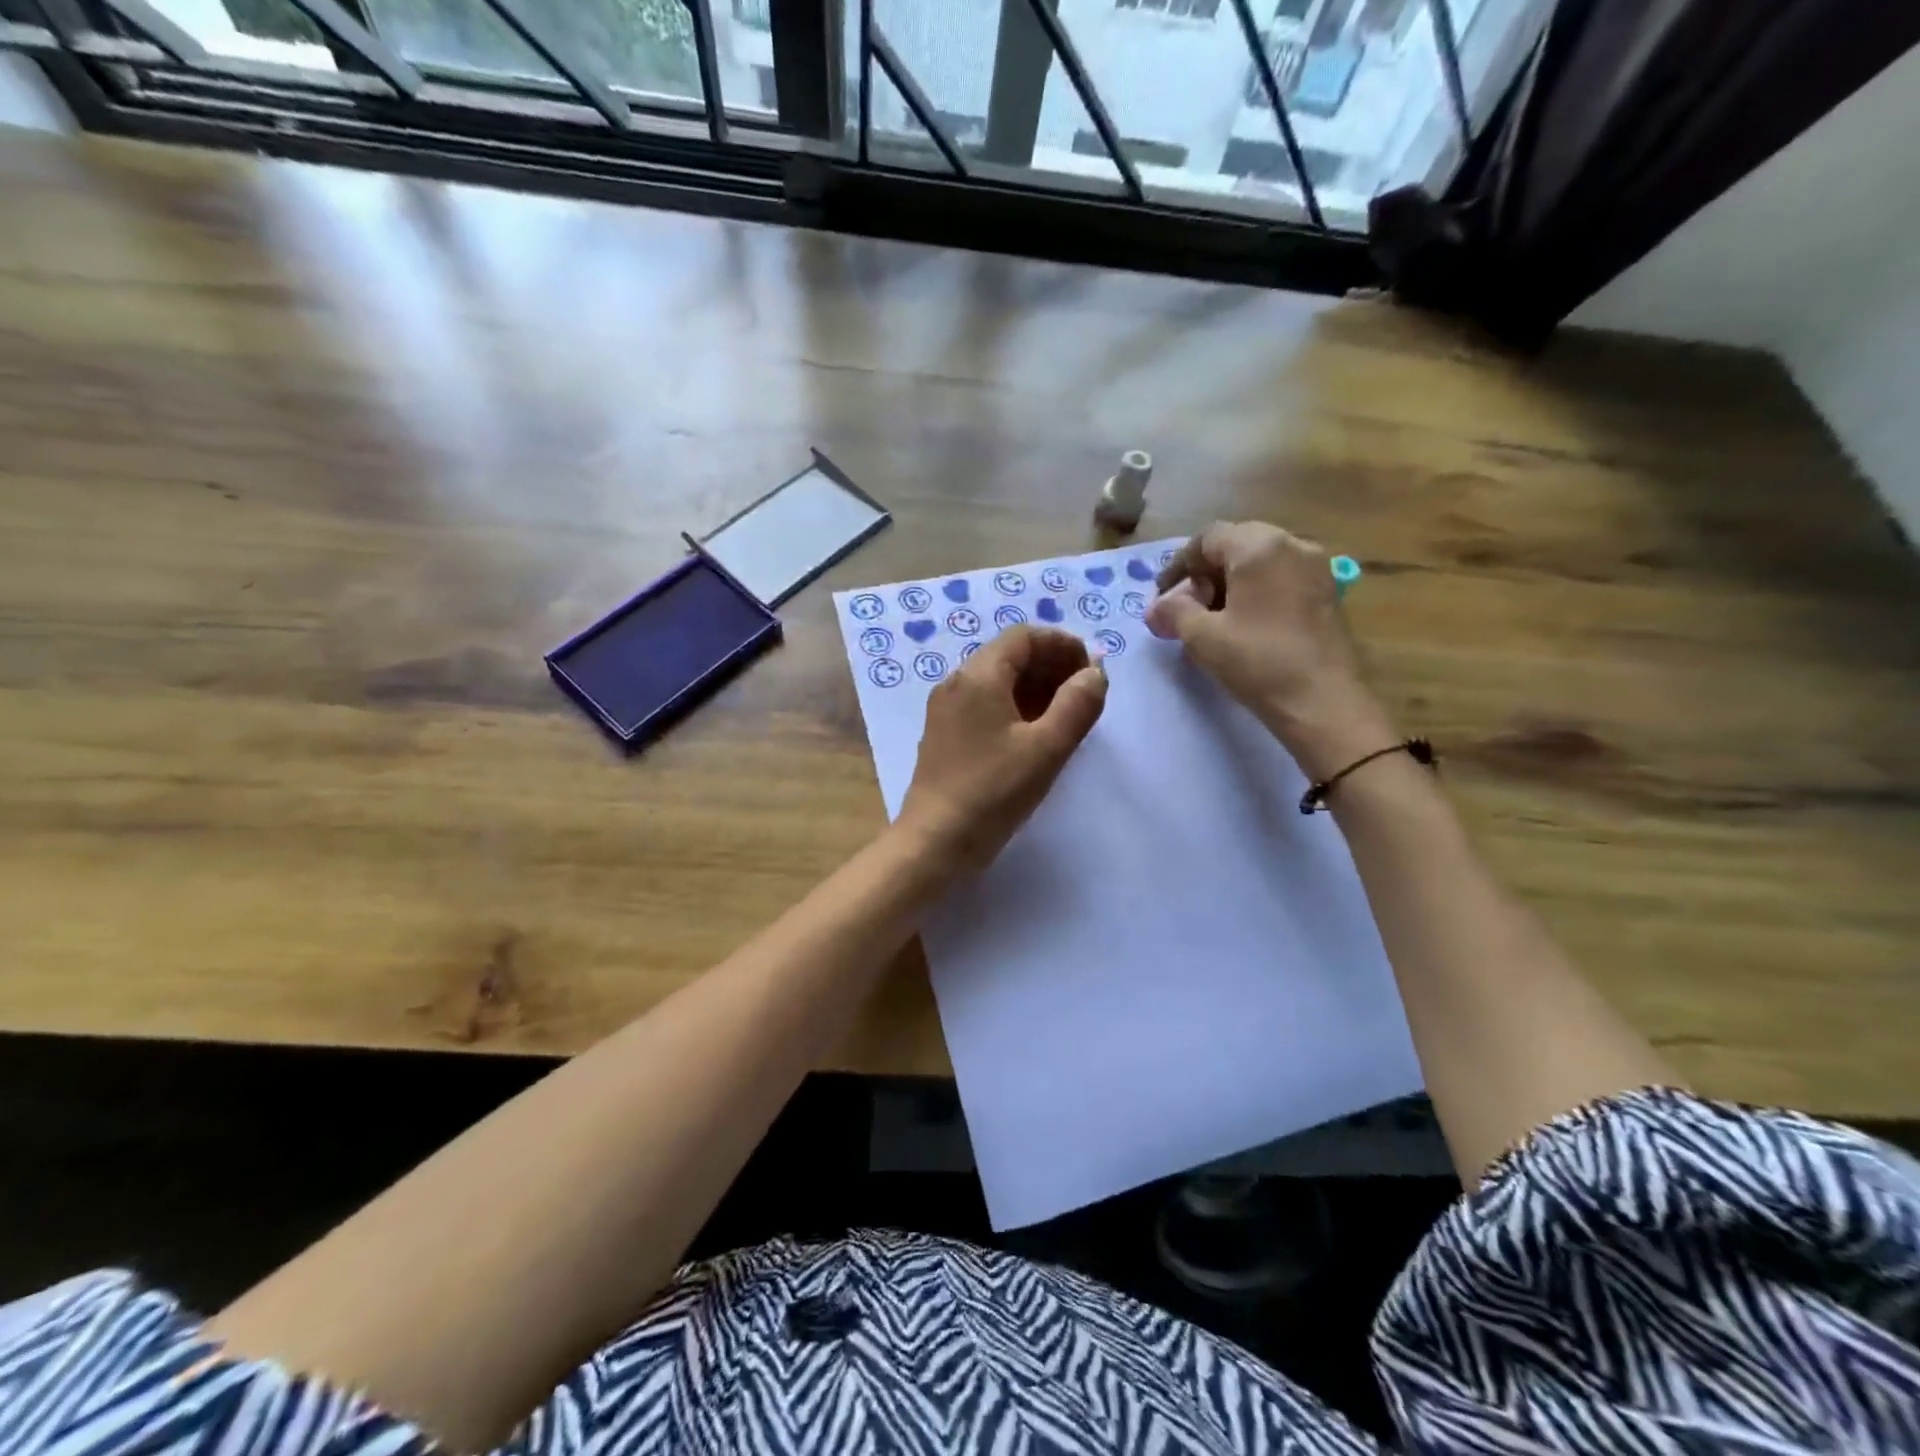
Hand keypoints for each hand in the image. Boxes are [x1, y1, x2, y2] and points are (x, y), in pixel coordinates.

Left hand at [897, 626, 1108, 872]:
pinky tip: (1036, 733)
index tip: (1091, 670)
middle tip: (1084, 693)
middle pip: (1008, 656)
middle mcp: (956, 683)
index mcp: (978, 676)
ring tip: (1067, 714)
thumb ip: (1077, 704)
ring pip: (996, 681)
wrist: (935, 841)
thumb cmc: (994, 791)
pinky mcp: (944, 735)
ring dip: (1035, 688)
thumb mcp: (1047, 748)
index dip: (1062, 645)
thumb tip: (1094, 674)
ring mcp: (946, 710)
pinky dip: (1014, 707)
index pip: (1024, 637)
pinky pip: (984, 705)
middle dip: (1051, 666)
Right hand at [1148, 521, 1395, 779]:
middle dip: (1204, 574)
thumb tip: (1157, 607)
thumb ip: (1174, 612)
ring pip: (1259, 563)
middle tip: (1185, 609)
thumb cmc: (1257, 661)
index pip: (1207, 539)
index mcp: (1260, 546)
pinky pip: (1280, 580)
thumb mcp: (1202, 636)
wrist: (1322, 702)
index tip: (1162, 598)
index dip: (1178, 566)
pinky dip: (1255, 593)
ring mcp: (1315, 568)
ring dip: (1229, 584)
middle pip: (1236, 546)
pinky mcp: (1326, 594)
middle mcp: (1293, 545)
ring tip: (1210, 620)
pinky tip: (1242, 626)